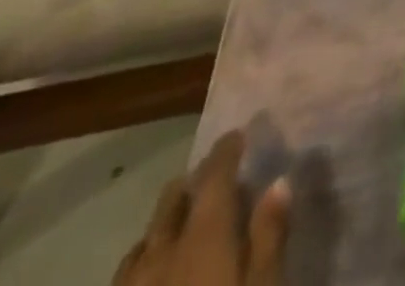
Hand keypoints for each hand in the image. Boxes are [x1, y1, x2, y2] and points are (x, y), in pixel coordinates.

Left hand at [113, 132, 289, 285]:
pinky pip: (125, 276)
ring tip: (181, 218)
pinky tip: (151, 271)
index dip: (225, 152)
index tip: (237, 133)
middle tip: (210, 173)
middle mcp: (162, 255)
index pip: (214, 178)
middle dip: (191, 183)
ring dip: (164, 221)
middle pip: (171, 204)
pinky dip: (143, 257)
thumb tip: (278, 182)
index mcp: (204, 237)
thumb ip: (269, 235)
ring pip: (144, 241)